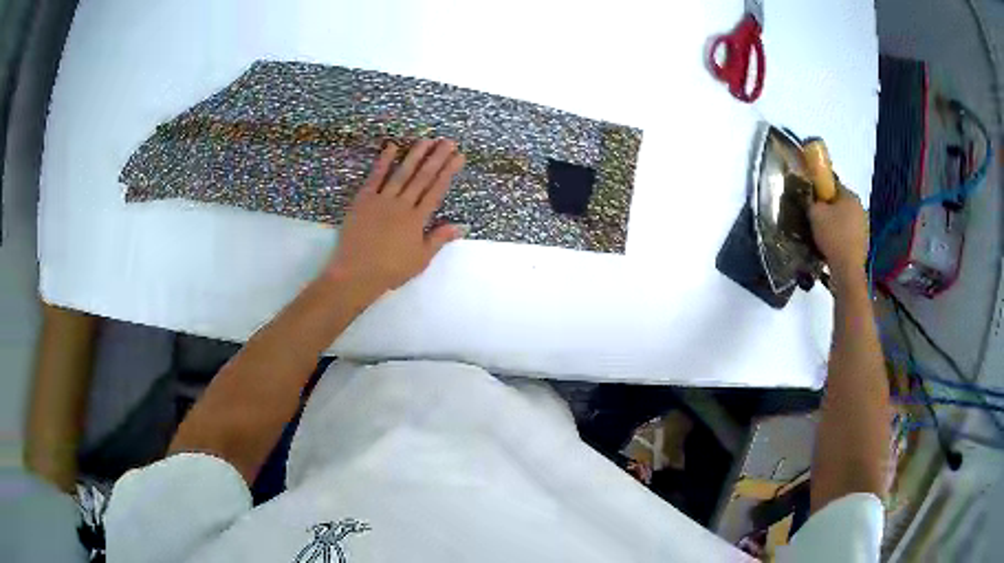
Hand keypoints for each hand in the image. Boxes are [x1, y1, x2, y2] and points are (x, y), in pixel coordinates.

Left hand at [324, 139, 465, 295]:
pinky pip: (375, 177)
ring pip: (402, 173)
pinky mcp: (364, 200)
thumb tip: (461, 226)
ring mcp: (382, 200)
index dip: (448, 172)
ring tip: (426, 139)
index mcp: (417, 219)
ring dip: (415, 155)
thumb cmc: (390, 270)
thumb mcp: (420, 259)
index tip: (458, 156)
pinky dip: (383, 161)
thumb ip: (439, 239)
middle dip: (436, 158)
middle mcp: (402, 204)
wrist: (357, 273)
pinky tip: (392, 146)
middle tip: (448, 141)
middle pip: (422, 177)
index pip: (436, 190)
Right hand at [809, 185, 867, 282]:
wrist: (848, 269)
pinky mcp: (864, 242)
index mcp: (850, 196)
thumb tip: (811, 199)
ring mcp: (864, 226)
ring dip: (835, 223)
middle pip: (840, 203)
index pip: (832, 184)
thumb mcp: (815, 214)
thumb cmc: (833, 236)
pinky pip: (848, 234)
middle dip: (828, 208)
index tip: (811, 200)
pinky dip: (840, 237)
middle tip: (815, 218)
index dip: (819, 190)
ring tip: (822, 234)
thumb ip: (811, 201)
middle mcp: (860, 207)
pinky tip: (832, 246)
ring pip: (845, 219)